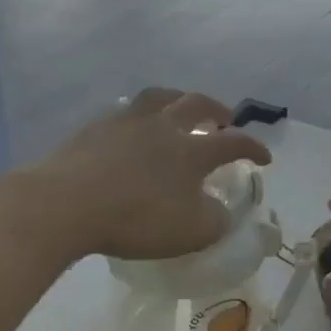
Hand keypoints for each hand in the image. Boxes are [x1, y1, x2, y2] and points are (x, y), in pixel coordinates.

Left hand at [20, 89, 272, 260]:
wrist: (67, 203)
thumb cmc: (135, 219)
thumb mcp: (189, 233)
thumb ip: (214, 222)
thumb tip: (220, 212)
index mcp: (192, 150)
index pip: (234, 143)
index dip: (253, 148)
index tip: (264, 158)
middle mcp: (164, 125)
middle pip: (198, 104)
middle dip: (217, 110)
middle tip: (224, 120)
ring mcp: (127, 121)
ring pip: (160, 97)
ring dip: (178, 99)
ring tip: (180, 108)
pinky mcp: (95, 126)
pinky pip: (125, 111)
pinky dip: (139, 115)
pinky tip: (133, 128)